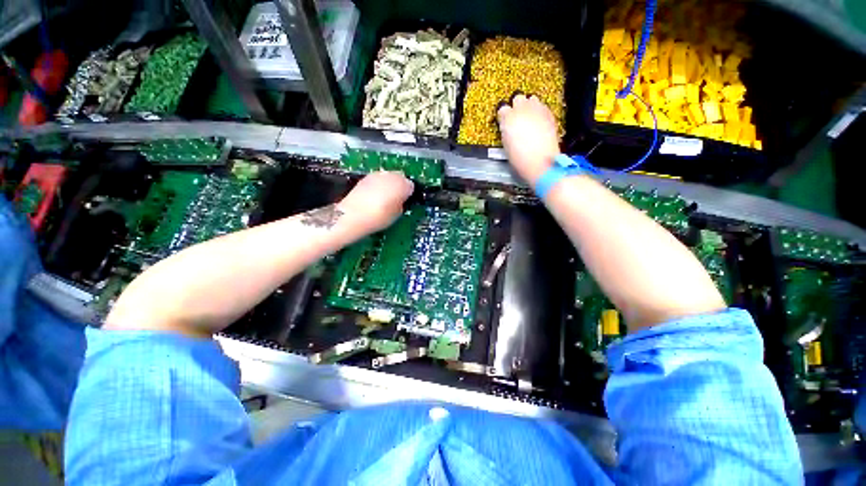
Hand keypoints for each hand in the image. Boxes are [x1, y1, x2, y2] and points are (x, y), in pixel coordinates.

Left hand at [338, 171, 413, 232]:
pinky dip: (379, 185)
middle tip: (397, 199)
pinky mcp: (366, 177)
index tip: (406, 201)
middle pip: (400, 177)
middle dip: (400, 186)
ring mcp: (377, 175)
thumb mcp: (397, 214)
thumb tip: (401, 200)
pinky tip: (375, 196)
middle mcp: (391, 175)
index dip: (409, 194)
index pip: (411, 185)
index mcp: (402, 184)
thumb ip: (402, 203)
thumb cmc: (378, 217)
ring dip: (389, 184)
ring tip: (385, 198)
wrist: (353, 215)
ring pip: (388, 177)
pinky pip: (377, 179)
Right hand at [497, 94, 560, 184]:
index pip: (502, 109)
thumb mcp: (506, 145)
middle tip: (516, 117)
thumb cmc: (521, 158)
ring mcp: (537, 110)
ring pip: (531, 99)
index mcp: (508, 118)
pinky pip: (542, 106)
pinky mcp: (549, 114)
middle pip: (517, 98)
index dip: (503, 116)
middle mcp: (522, 109)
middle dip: (516, 106)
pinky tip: (538, 122)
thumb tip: (507, 127)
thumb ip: (506, 131)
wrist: (540, 162)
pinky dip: (539, 111)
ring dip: (529, 106)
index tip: (503, 120)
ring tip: (528, 117)